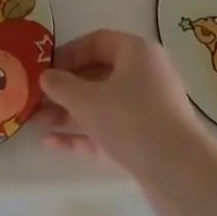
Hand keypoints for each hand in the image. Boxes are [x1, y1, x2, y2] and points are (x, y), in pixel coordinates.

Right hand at [38, 30, 216, 215]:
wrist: (179, 173)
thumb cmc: (130, 120)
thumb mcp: (85, 99)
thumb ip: (60, 85)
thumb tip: (46, 77)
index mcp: (137, 52)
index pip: (97, 41)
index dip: (68, 53)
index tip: (45, 69)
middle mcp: (146, 75)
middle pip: (98, 75)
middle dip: (64, 88)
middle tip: (37, 99)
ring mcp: (149, 109)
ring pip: (102, 105)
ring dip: (69, 113)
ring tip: (37, 122)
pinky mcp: (148, 140)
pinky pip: (110, 129)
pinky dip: (84, 134)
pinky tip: (52, 143)